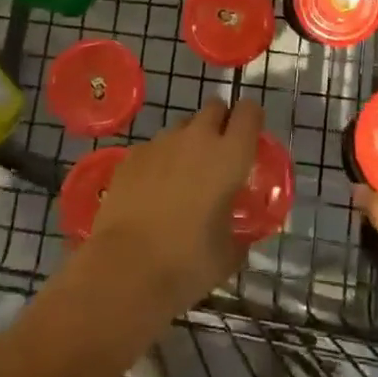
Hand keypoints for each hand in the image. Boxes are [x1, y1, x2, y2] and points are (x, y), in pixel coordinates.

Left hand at [82, 98, 262, 319]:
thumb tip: (241, 236)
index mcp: (230, 155)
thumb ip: (240, 236)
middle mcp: (197, 138)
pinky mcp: (132, 155)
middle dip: (219, 121)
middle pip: (214, 107)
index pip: (249, 112)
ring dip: (188, 141)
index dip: (252, 118)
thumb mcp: (228, 255)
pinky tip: (153, 190)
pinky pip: (154, 146)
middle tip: (218, 152)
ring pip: (182, 126)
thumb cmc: (188, 262)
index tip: (251, 135)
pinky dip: (159, 160)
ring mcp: (161, 142)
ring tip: (183, 175)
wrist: (125, 269)